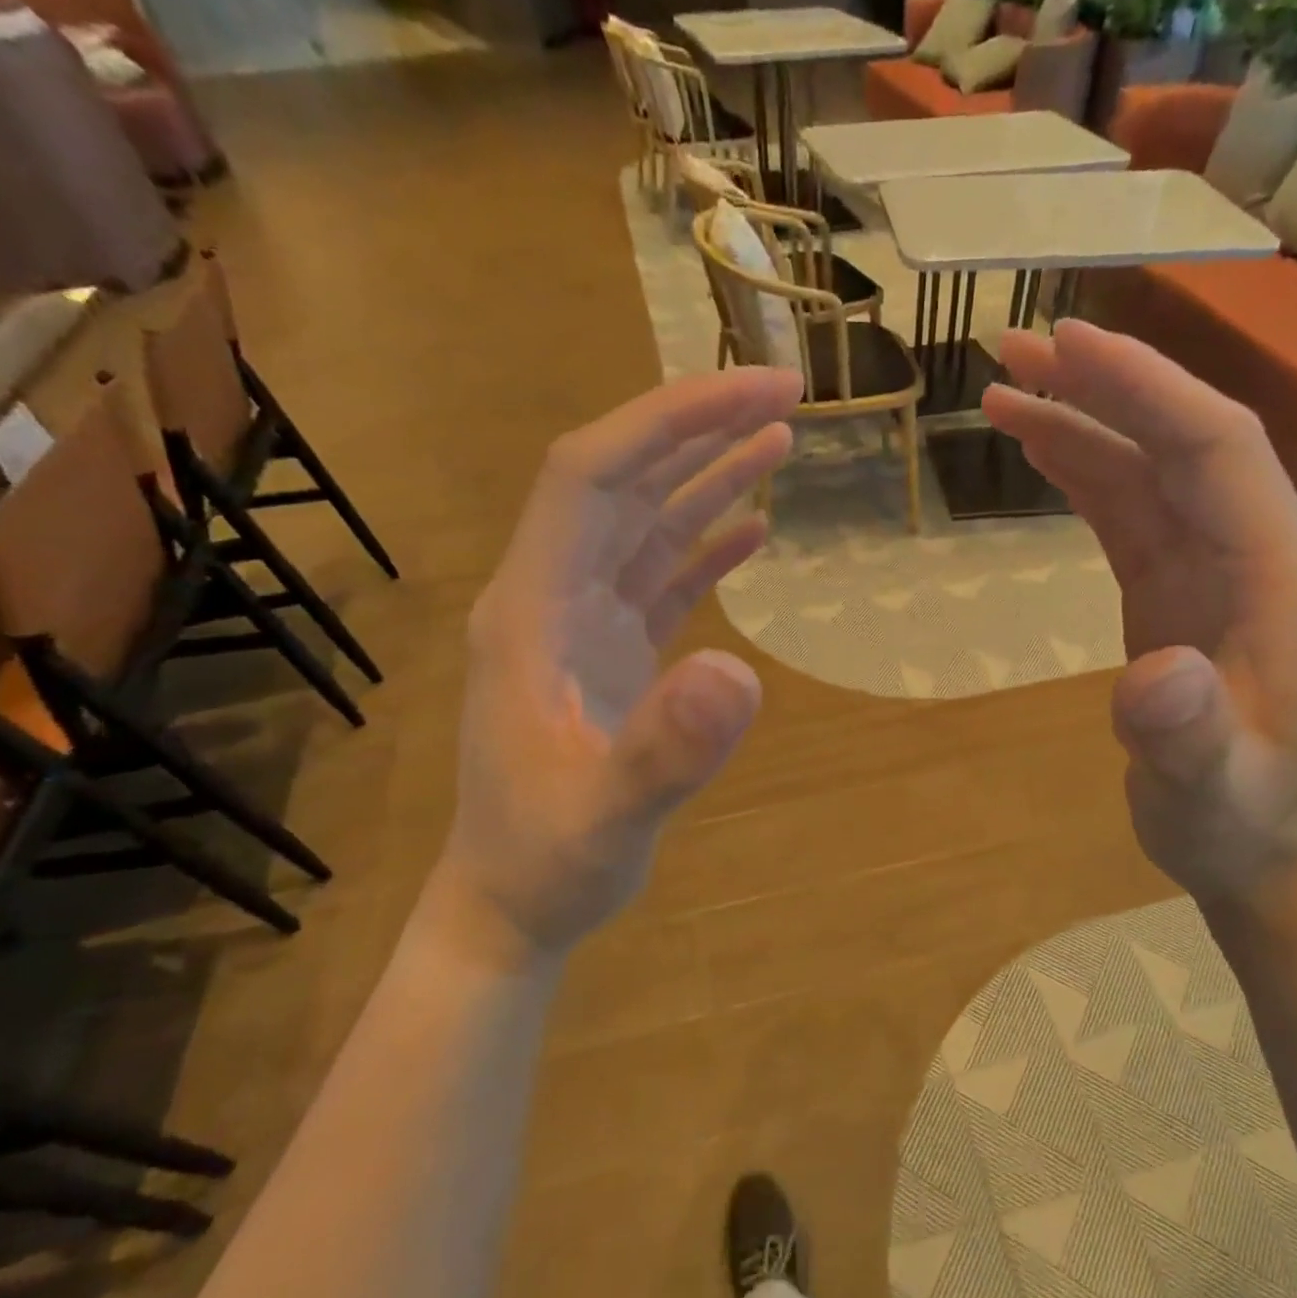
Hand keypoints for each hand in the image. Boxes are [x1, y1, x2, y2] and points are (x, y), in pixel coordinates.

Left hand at [443, 368, 802, 954]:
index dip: (666, 423)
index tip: (751, 394)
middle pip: (621, 484)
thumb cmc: (546, 862)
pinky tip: (752, 530)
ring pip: (644, 526)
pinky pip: (660, 580)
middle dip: (698, 430)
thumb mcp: (607, 819)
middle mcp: (551, 599)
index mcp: (531, 611)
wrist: (513, 903)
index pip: (590, 477)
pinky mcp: (609, 656)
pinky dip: (705, 547)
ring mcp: (581, 626)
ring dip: (706, 478)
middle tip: (784, 396)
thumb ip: (665, 751)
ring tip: (778, 441)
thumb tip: (740, 674)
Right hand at [984, 321, 1296, 900]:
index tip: (1069, 344)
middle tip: (1015, 349)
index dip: (1145, 389)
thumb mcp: (1210, 791)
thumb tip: (1154, 672)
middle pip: (1178, 439)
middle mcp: (1250, 552)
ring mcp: (1210, 568)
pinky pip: (1127, 510)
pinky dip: (1082, 472)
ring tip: (1004, 390)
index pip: (1213, 450)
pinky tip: (1039, 451)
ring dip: (1081, 422)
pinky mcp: (1173, 588)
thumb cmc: (1235, 820)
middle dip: (1103, 385)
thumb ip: (1189, 736)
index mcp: (1277, 578)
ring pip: (1146, 468)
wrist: (1248, 844)